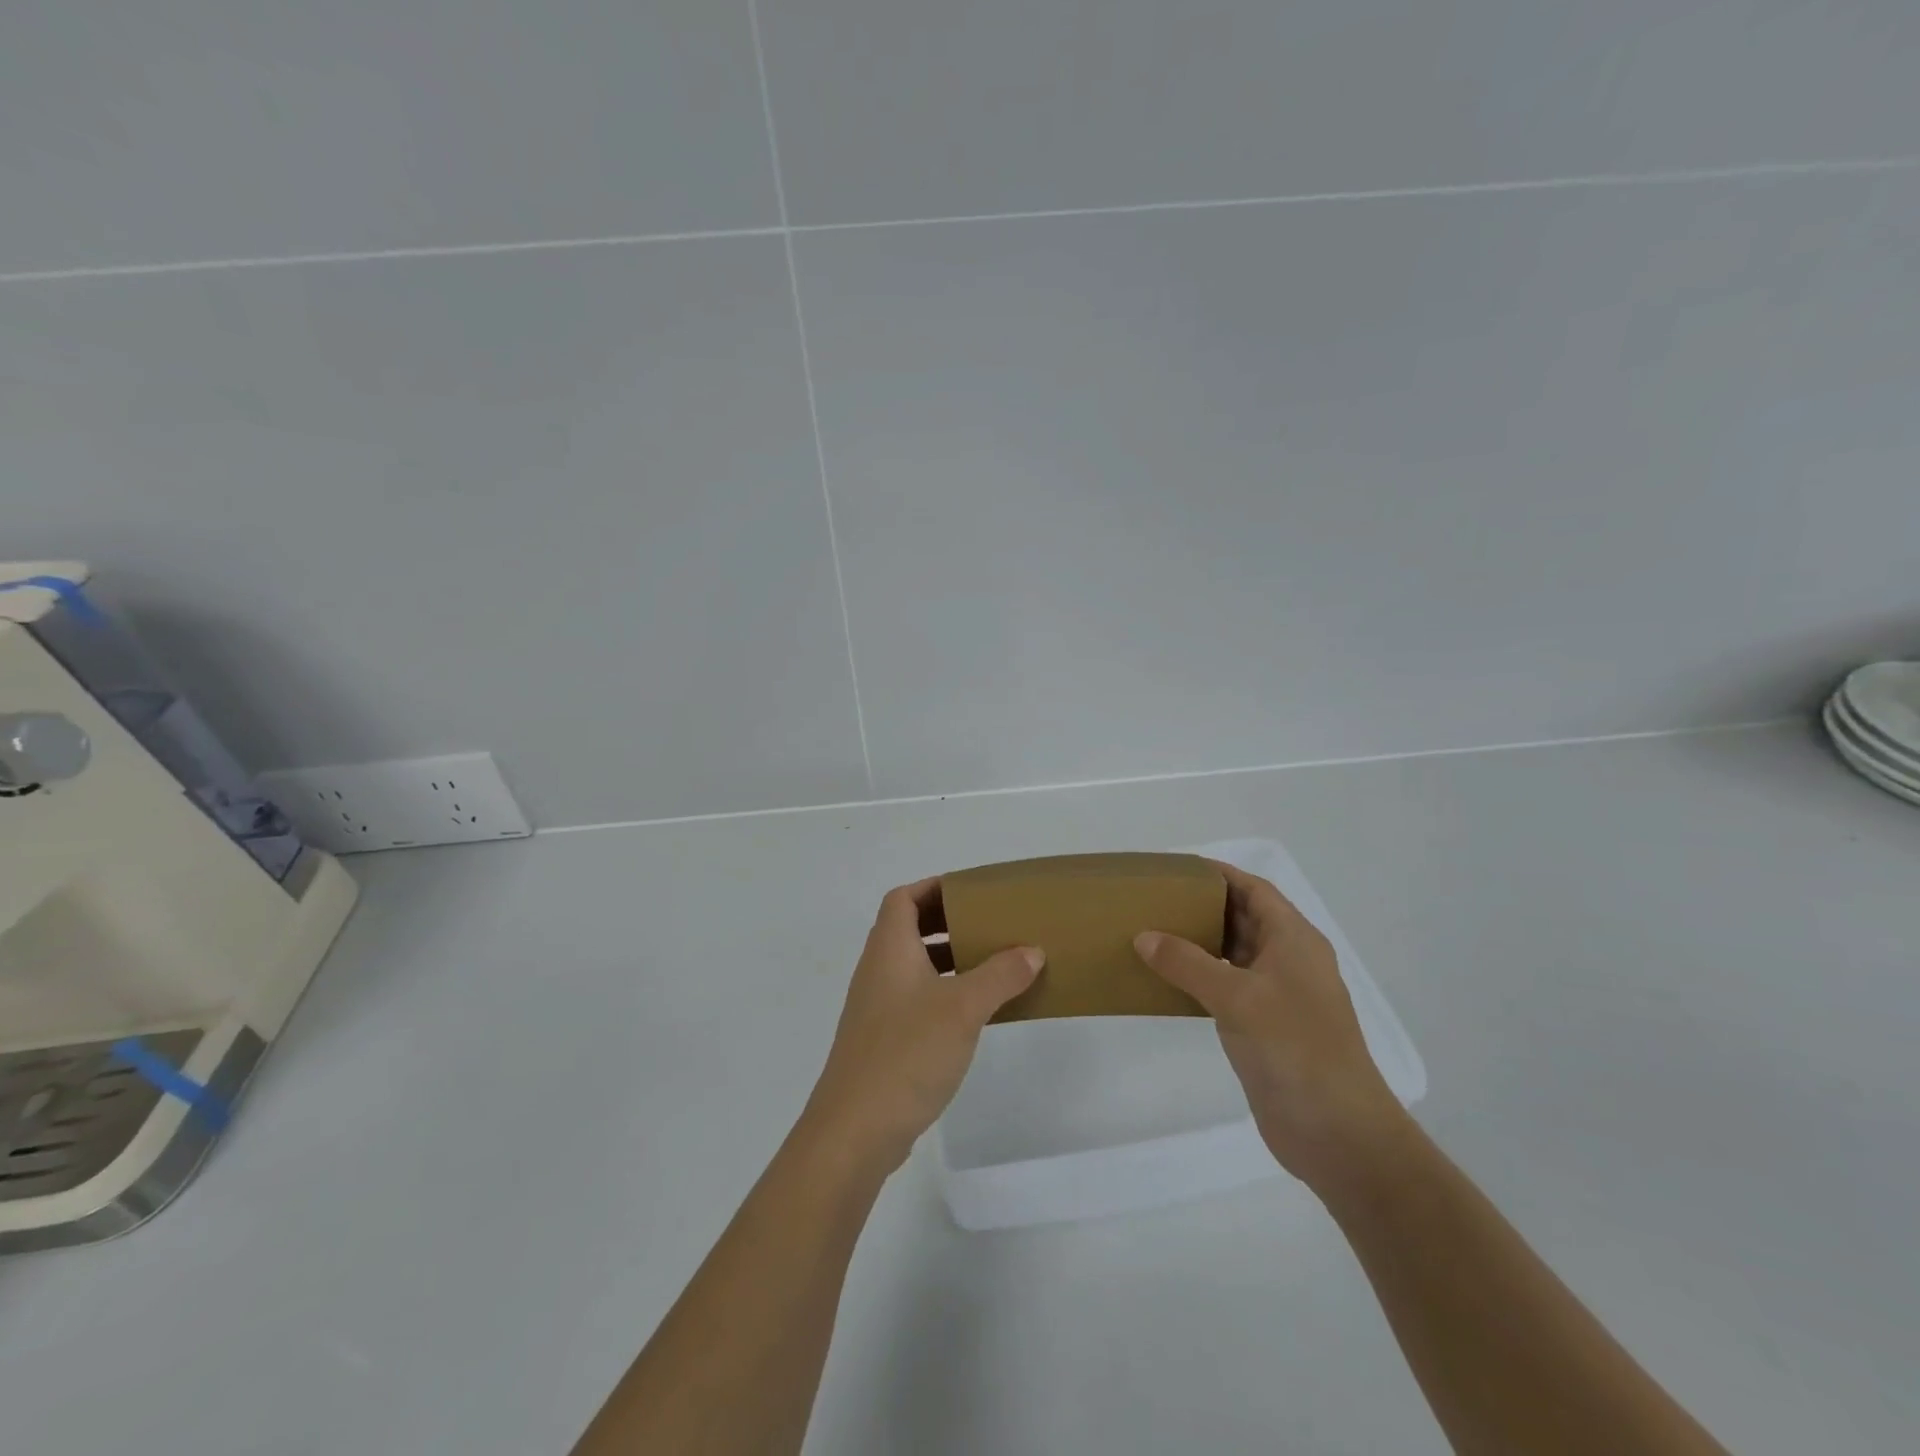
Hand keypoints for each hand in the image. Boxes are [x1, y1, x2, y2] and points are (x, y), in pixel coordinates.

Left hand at [804, 879, 1042, 1174]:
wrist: (855, 1130)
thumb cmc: (907, 1053)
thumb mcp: (963, 1008)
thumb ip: (1000, 975)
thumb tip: (1031, 951)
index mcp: (889, 949)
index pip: (902, 898)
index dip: (933, 887)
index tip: (971, 892)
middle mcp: (877, 971)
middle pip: (908, 929)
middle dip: (947, 922)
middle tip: (988, 926)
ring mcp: (877, 1008)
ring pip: (913, 967)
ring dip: (948, 960)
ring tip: (990, 965)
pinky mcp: (883, 1041)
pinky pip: (915, 1000)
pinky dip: (943, 993)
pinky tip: (973, 1014)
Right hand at [1134, 861, 1405, 1192]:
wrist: (1337, 1132)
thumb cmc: (1294, 1048)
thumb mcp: (1237, 997)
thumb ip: (1187, 963)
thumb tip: (1144, 936)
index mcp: (1294, 939)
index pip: (1254, 890)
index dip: (1218, 874)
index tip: (1175, 869)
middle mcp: (1289, 960)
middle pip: (1243, 918)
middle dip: (1203, 906)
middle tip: (1155, 900)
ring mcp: (1279, 995)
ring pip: (1234, 953)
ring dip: (1199, 943)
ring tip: (1152, 934)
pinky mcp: (1265, 1026)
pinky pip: (1227, 987)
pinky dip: (1200, 977)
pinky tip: (1167, 981)